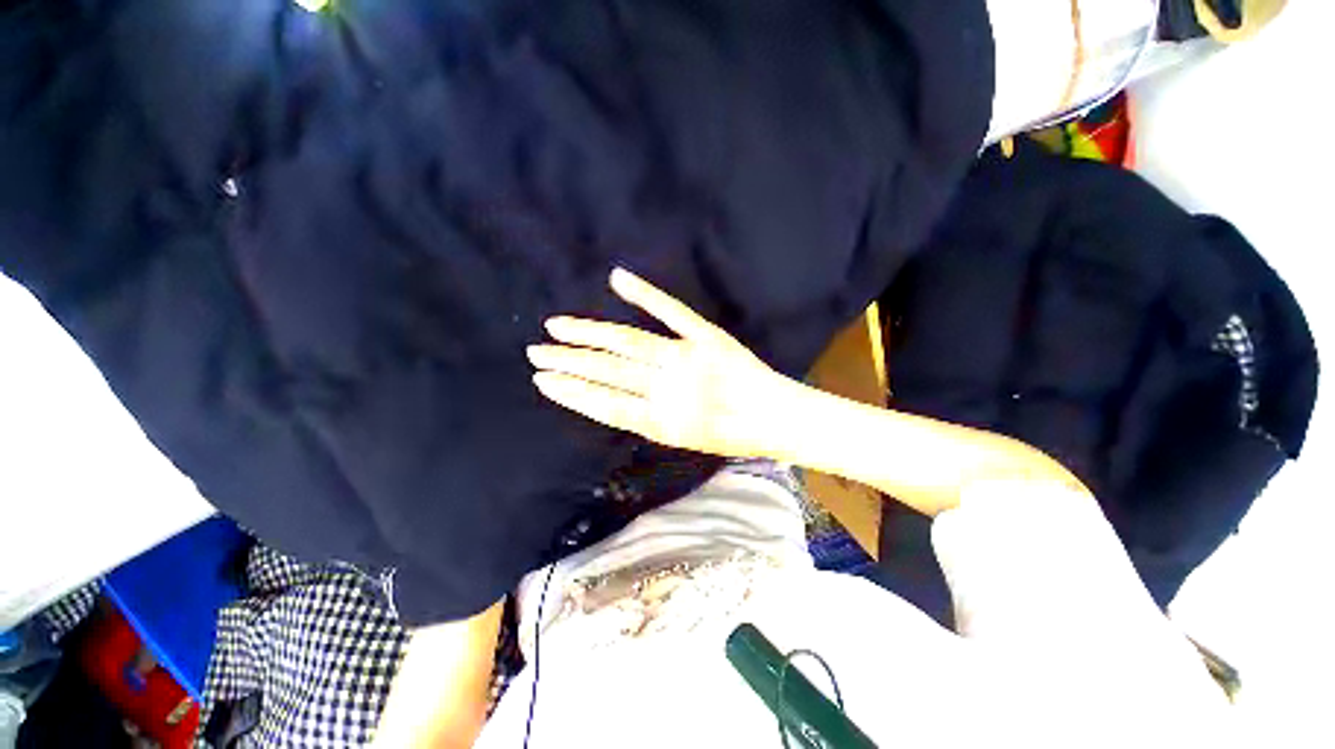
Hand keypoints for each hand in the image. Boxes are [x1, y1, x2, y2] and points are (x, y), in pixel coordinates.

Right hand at [527, 268, 801, 458]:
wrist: (777, 417)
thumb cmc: (734, 435)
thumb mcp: (685, 439)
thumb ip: (649, 419)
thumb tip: (612, 401)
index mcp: (663, 421)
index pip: (606, 403)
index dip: (572, 391)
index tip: (543, 380)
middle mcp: (669, 387)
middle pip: (609, 370)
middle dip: (569, 362)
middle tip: (535, 352)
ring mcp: (686, 357)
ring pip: (628, 343)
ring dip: (589, 335)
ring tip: (556, 328)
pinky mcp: (706, 335)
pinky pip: (672, 311)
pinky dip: (646, 294)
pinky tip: (617, 278)